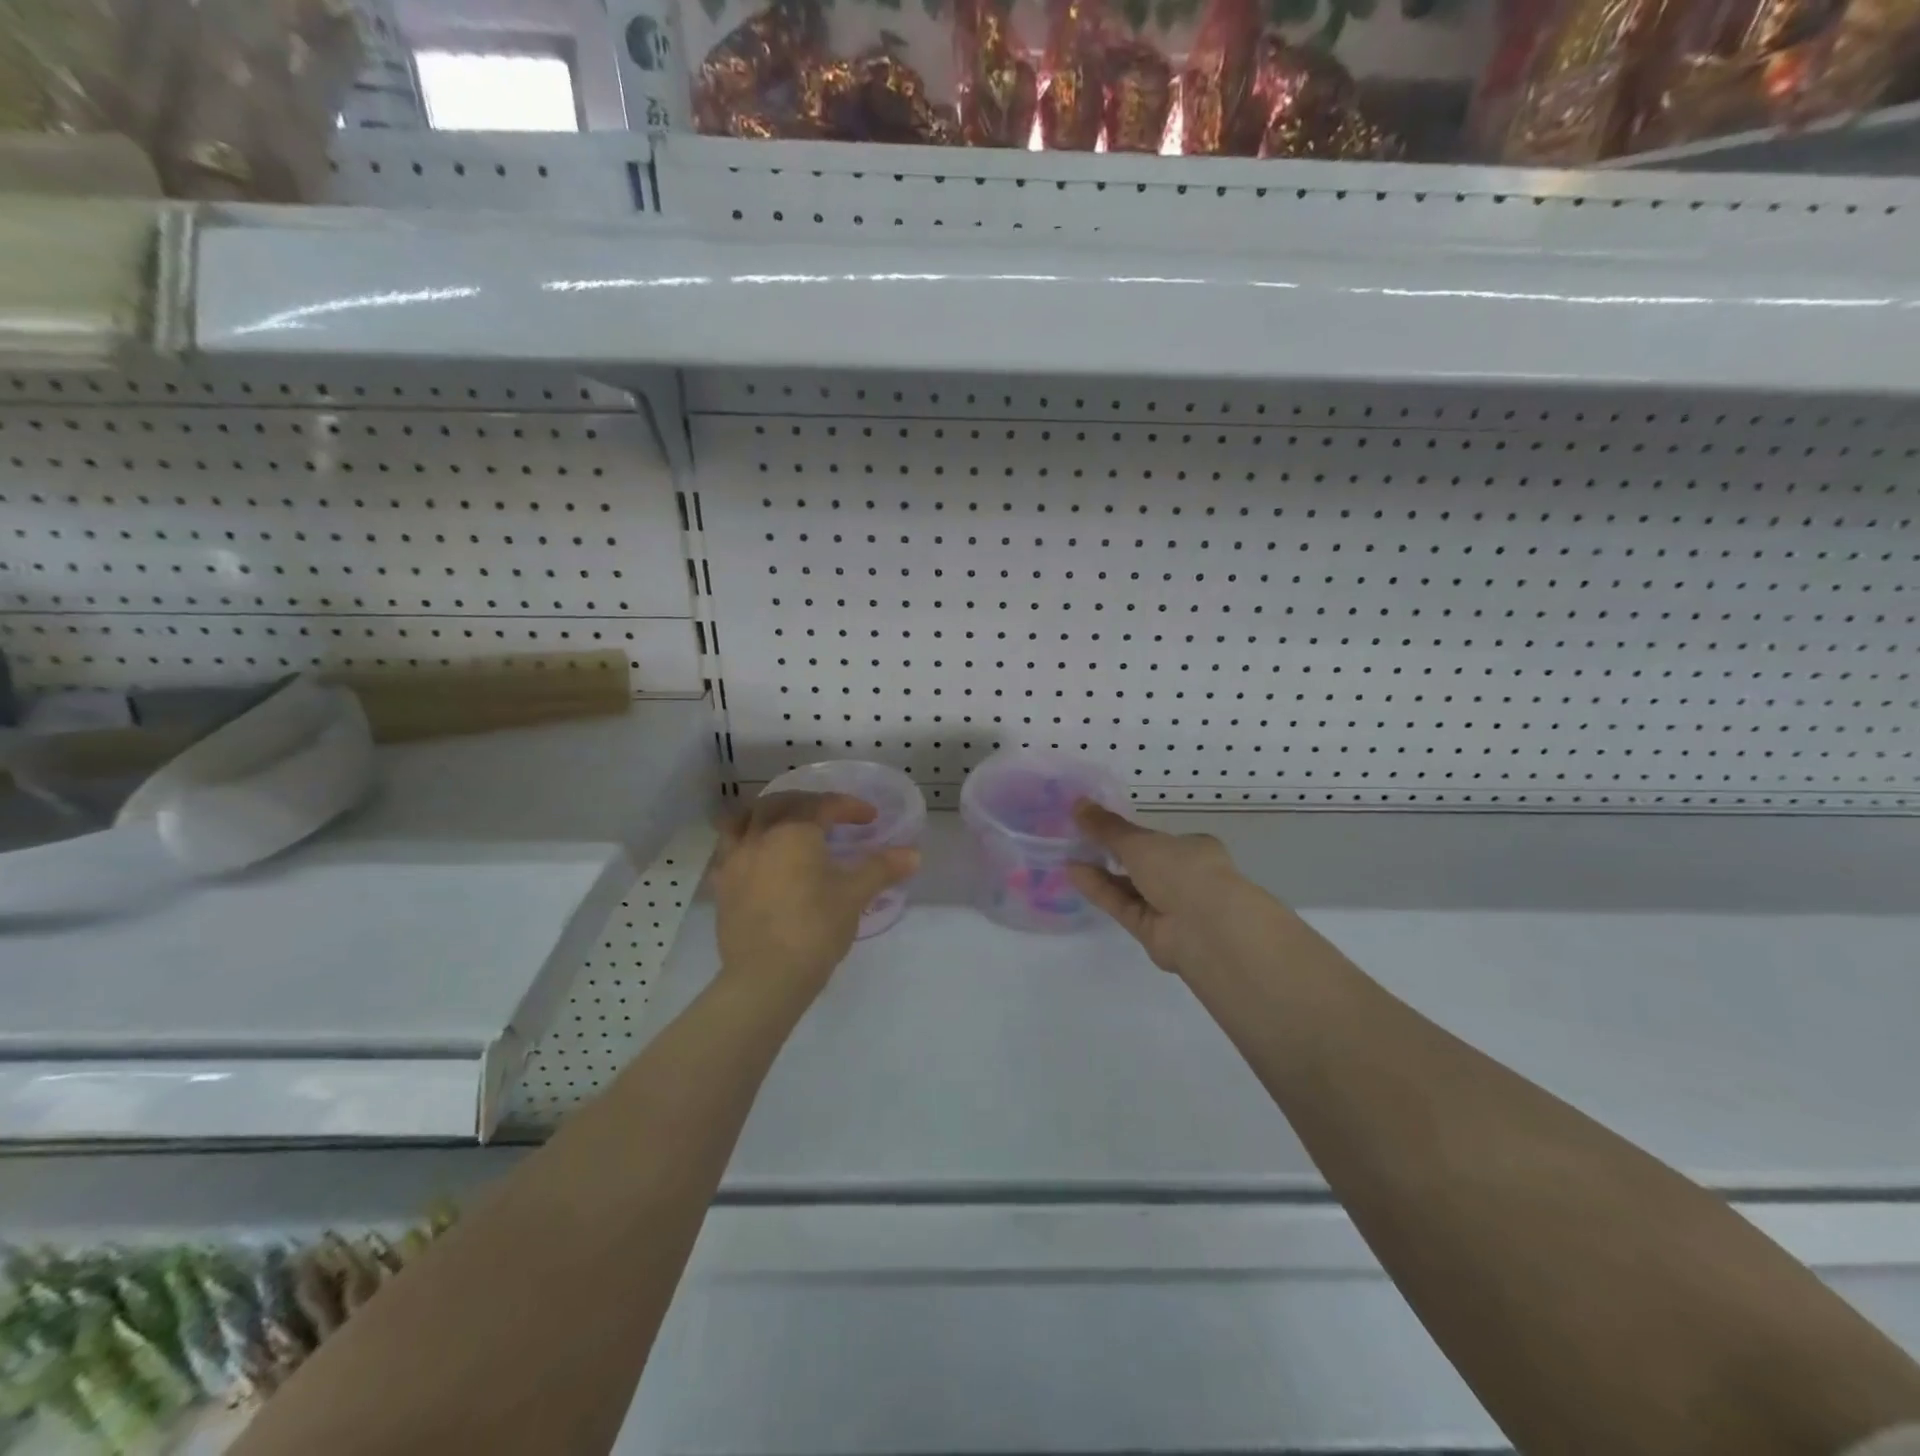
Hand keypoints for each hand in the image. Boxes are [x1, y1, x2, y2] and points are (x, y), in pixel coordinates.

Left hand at [713, 792, 919, 1006]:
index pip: (824, 805)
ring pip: (744, 818)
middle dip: (808, 802)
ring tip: (783, 822)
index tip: (870, 819)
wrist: (766, 976)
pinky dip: (744, 840)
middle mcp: (760, 836)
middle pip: (781, 802)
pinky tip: (757, 855)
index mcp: (795, 831)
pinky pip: (728, 848)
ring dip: (766, 812)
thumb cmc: (815, 928)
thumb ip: (882, 869)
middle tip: (830, 815)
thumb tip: (914, 855)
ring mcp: (735, 859)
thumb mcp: (854, 895)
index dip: (850, 807)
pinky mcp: (722, 885)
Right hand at [1067, 803, 1270, 978]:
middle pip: (1141, 864)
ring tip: (1068, 856)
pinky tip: (1074, 873)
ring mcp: (1169, 907)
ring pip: (1129, 887)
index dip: (1129, 833)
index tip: (1099, 825)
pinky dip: (1100, 890)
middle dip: (1111, 854)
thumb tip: (1078, 803)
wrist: (1206, 929)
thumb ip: (1107, 827)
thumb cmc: (1182, 870)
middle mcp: (1184, 877)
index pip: (1158, 839)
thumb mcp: (1139, 841)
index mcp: (1194, 849)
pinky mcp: (1152, 931)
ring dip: (1100, 872)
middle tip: (1077, 840)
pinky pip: (1122, 905)